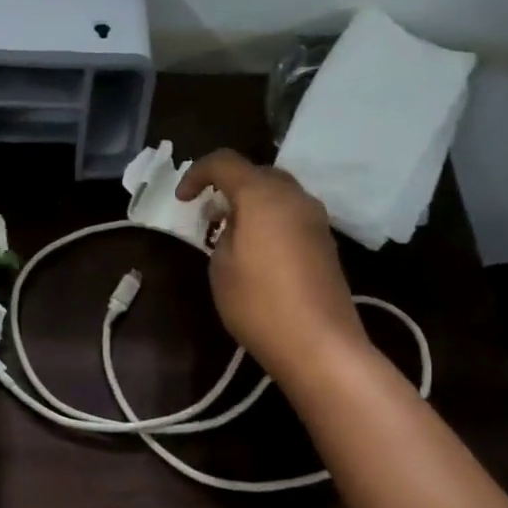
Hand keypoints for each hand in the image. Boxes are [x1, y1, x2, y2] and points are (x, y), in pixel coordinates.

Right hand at [177, 151, 368, 378]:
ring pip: (277, 192)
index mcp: (262, 195)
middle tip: (207, 211)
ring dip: (250, 201)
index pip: (224, 162)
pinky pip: (291, 213)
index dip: (196, 173)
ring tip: (229, 230)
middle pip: (256, 173)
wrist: (319, 345)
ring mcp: (315, 219)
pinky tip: (256, 247)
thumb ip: (223, 233)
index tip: (182, 200)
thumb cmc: (258, 302)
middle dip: (227, 184)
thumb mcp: (220, 266)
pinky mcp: (325, 242)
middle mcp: (294, 197)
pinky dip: (269, 217)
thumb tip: (235, 226)